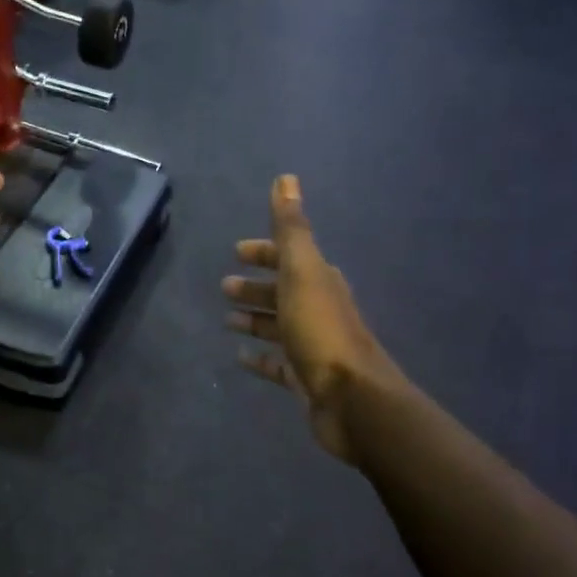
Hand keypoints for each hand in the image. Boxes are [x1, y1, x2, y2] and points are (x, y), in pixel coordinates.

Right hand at [223, 175, 404, 463]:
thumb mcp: (302, 271)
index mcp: (318, 281)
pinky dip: (259, 357)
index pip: (288, 257)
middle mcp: (318, 309)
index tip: (237, 252)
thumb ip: (292, 229)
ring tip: (227, 320)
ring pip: (278, 326)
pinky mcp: (305, 378)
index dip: (264, 252)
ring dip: (254, 319)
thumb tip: (286, 178)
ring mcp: (312, 346)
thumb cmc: (321, 330)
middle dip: (255, 286)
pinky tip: (239, 356)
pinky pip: (277, 363)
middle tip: (224, 287)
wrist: (352, 398)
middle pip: (282, 292)